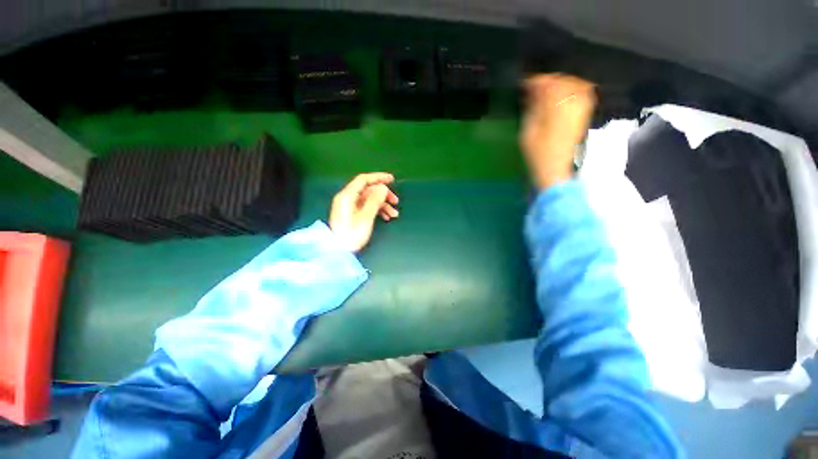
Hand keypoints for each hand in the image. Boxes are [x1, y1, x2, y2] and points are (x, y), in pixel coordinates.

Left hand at [329, 173, 399, 252]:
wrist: (338, 252)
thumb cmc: (352, 234)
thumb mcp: (365, 217)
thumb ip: (374, 200)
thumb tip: (382, 187)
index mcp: (347, 196)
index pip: (364, 180)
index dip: (378, 177)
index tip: (392, 179)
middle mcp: (347, 198)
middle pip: (368, 190)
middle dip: (383, 195)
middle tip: (396, 202)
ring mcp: (349, 207)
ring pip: (369, 200)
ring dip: (383, 205)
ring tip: (394, 214)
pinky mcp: (352, 215)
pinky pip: (366, 207)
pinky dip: (377, 210)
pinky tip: (386, 218)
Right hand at [521, 73, 596, 188]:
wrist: (556, 169)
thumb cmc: (538, 153)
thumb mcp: (528, 132)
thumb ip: (532, 108)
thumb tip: (532, 91)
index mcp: (557, 108)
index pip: (548, 84)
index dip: (536, 81)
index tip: (525, 83)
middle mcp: (573, 104)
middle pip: (563, 81)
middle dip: (548, 81)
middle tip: (534, 88)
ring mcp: (582, 108)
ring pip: (574, 84)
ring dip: (560, 83)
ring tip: (546, 90)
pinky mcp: (585, 114)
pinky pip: (583, 93)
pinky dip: (572, 89)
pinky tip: (561, 95)